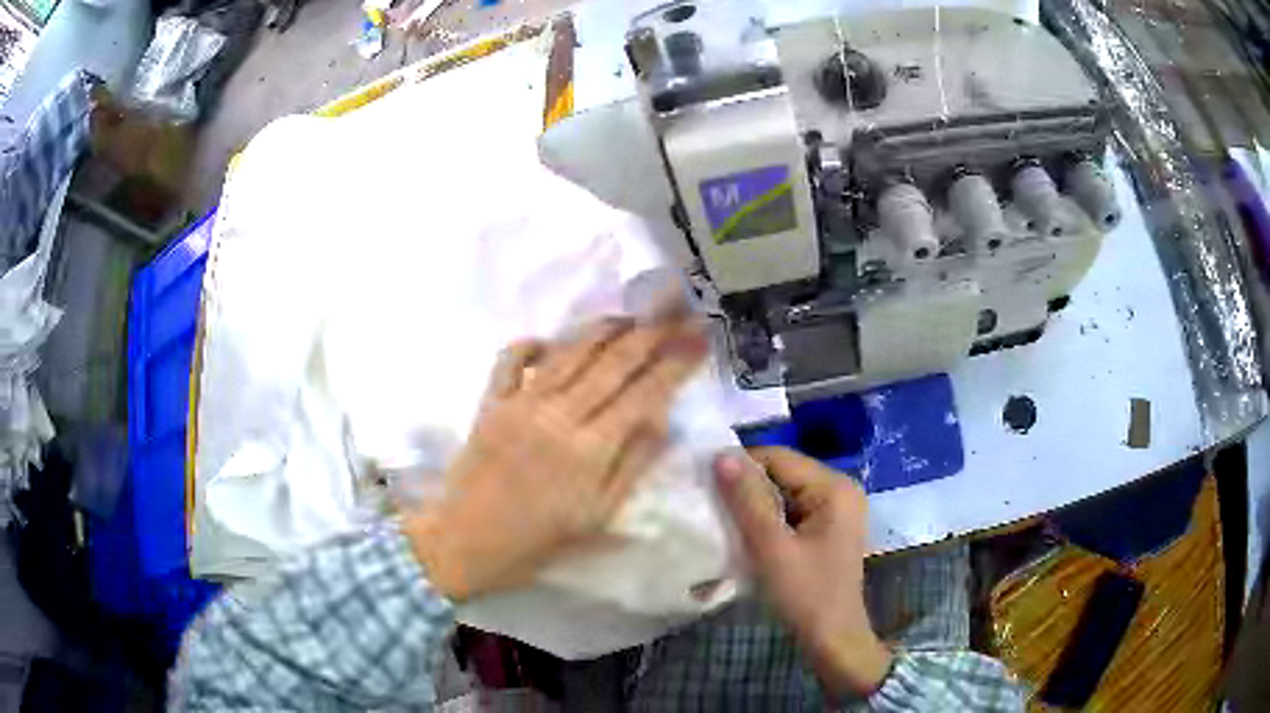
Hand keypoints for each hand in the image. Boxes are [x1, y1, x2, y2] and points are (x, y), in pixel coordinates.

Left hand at [403, 317, 707, 601]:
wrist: (466, 541)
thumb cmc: (537, 540)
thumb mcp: (597, 517)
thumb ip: (632, 466)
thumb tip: (661, 419)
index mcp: (590, 449)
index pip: (645, 392)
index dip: (677, 360)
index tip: (701, 335)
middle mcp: (559, 415)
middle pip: (613, 360)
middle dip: (653, 330)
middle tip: (678, 306)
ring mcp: (520, 403)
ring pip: (570, 351)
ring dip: (604, 328)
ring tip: (632, 315)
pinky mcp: (491, 402)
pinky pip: (512, 358)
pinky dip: (533, 342)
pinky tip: (553, 341)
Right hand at [715, 447, 892, 696]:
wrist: (833, 639)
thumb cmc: (805, 594)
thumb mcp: (772, 548)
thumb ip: (747, 501)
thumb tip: (721, 456)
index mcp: (834, 487)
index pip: (779, 458)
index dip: (740, 466)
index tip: (704, 482)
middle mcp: (841, 489)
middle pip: (784, 474)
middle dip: (748, 487)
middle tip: (711, 504)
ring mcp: (838, 509)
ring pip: (786, 493)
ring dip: (756, 505)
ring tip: (724, 519)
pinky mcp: (830, 528)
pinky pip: (793, 511)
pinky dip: (770, 519)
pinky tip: (749, 534)